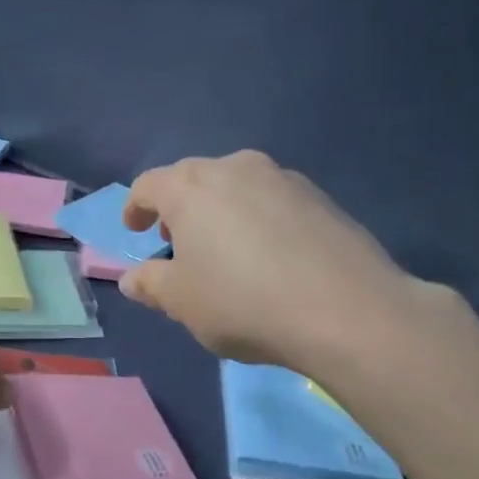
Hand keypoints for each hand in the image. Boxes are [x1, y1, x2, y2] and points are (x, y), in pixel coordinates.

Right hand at [119, 150, 417, 368]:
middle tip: (177, 241)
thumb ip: (149, 284)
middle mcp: (234, 168)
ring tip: (225, 249)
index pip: (148, 185)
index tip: (135, 230)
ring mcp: (283, 178)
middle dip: (178, 207)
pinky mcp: (320, 197)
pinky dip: (258, 218)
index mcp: (190, 188)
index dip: (135, 207)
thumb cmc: (242, 302)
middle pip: (193, 178)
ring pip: (235, 185)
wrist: (347, 311)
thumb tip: (132, 279)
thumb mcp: (181, 302)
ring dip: (220, 210)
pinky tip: (269, 256)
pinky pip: (272, 200)